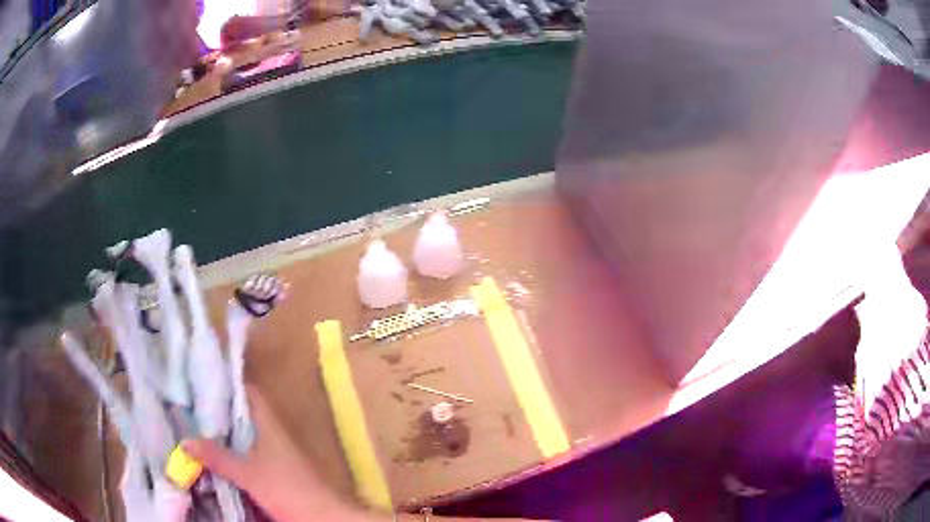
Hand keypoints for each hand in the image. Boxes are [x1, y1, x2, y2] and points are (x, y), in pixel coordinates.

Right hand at [183, 387, 369, 521]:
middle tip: (190, 407)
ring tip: (196, 428)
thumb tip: (184, 440)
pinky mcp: (279, 469)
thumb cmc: (286, 488)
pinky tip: (219, 456)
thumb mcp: (247, 473)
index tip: (200, 382)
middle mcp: (274, 431)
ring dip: (226, 434)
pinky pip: (252, 453)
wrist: (322, 516)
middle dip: (219, 412)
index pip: (248, 392)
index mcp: (269, 422)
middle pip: (244, 414)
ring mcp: (278, 451)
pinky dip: (236, 452)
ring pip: (247, 435)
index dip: (226, 385)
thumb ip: (216, 456)